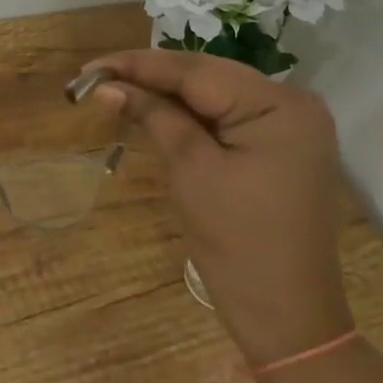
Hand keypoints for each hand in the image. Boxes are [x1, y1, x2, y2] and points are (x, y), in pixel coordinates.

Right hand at [84, 50, 351, 364]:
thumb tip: (107, 85)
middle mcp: (293, 102)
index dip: (138, 64)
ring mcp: (291, 124)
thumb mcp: (190, 169)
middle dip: (150, 76)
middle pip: (207, 75)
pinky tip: (155, 108)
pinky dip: (191, 113)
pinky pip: (228, 114)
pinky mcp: (282, 144)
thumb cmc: (238, 244)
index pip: (196, 70)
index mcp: (279, 104)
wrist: (287, 317)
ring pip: (215, 92)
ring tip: (116, 87)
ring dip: (167, 93)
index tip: (90, 67)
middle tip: (97, 77)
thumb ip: (153, 115)